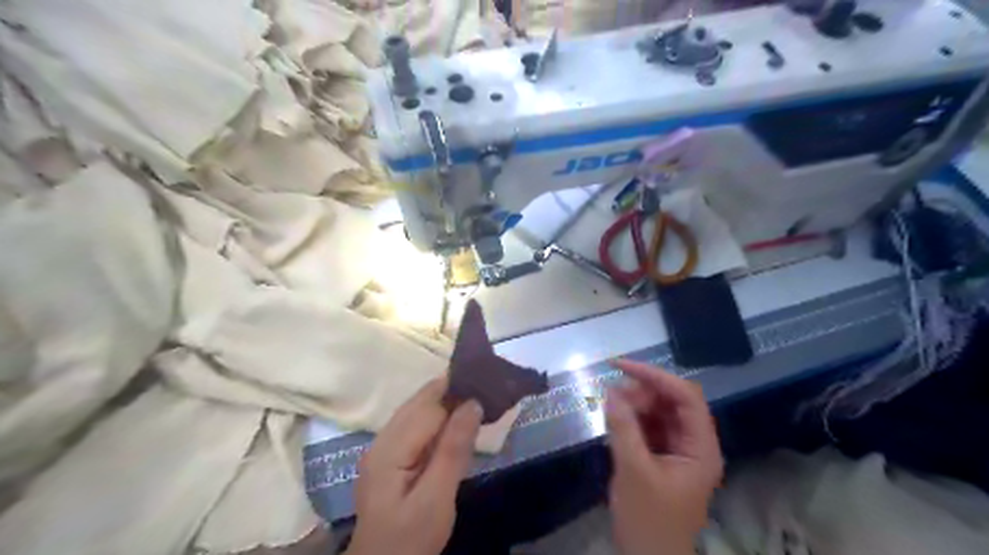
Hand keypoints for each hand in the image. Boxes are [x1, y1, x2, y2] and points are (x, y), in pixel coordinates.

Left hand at [350, 378, 486, 554]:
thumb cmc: (410, 539)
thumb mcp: (436, 499)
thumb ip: (453, 450)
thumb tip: (473, 403)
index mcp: (390, 448)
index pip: (428, 405)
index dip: (457, 390)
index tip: (487, 380)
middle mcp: (382, 439)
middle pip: (419, 401)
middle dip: (451, 389)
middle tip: (485, 385)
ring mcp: (383, 448)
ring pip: (416, 409)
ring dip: (445, 400)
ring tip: (476, 397)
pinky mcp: (389, 457)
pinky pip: (415, 424)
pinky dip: (437, 416)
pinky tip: (455, 421)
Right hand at [603, 360, 724, 553]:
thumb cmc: (648, 521)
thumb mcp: (633, 471)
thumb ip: (623, 428)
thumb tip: (611, 391)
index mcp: (701, 447)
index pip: (686, 397)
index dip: (655, 376)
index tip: (621, 366)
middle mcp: (694, 444)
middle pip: (673, 402)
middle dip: (642, 392)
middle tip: (611, 396)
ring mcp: (679, 450)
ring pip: (659, 413)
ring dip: (635, 405)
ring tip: (610, 408)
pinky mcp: (662, 457)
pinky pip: (649, 427)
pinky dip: (632, 420)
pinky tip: (615, 420)